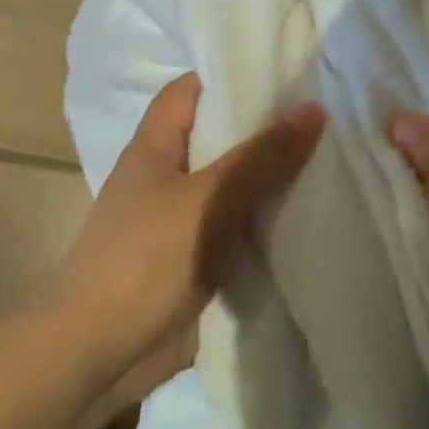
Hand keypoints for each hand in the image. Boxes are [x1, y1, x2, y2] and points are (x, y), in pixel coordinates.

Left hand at [55, 72, 325, 410]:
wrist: (100, 355)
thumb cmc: (147, 259)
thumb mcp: (210, 199)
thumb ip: (262, 156)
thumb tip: (314, 109)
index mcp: (154, 146)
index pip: (191, 89)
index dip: (232, 75)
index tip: (285, 74)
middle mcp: (165, 175)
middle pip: (218, 137)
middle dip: (264, 129)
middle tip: (323, 118)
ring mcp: (178, 219)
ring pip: (231, 185)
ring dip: (270, 179)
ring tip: (328, 161)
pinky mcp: (193, 259)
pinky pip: (235, 228)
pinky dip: (265, 222)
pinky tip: (307, 218)